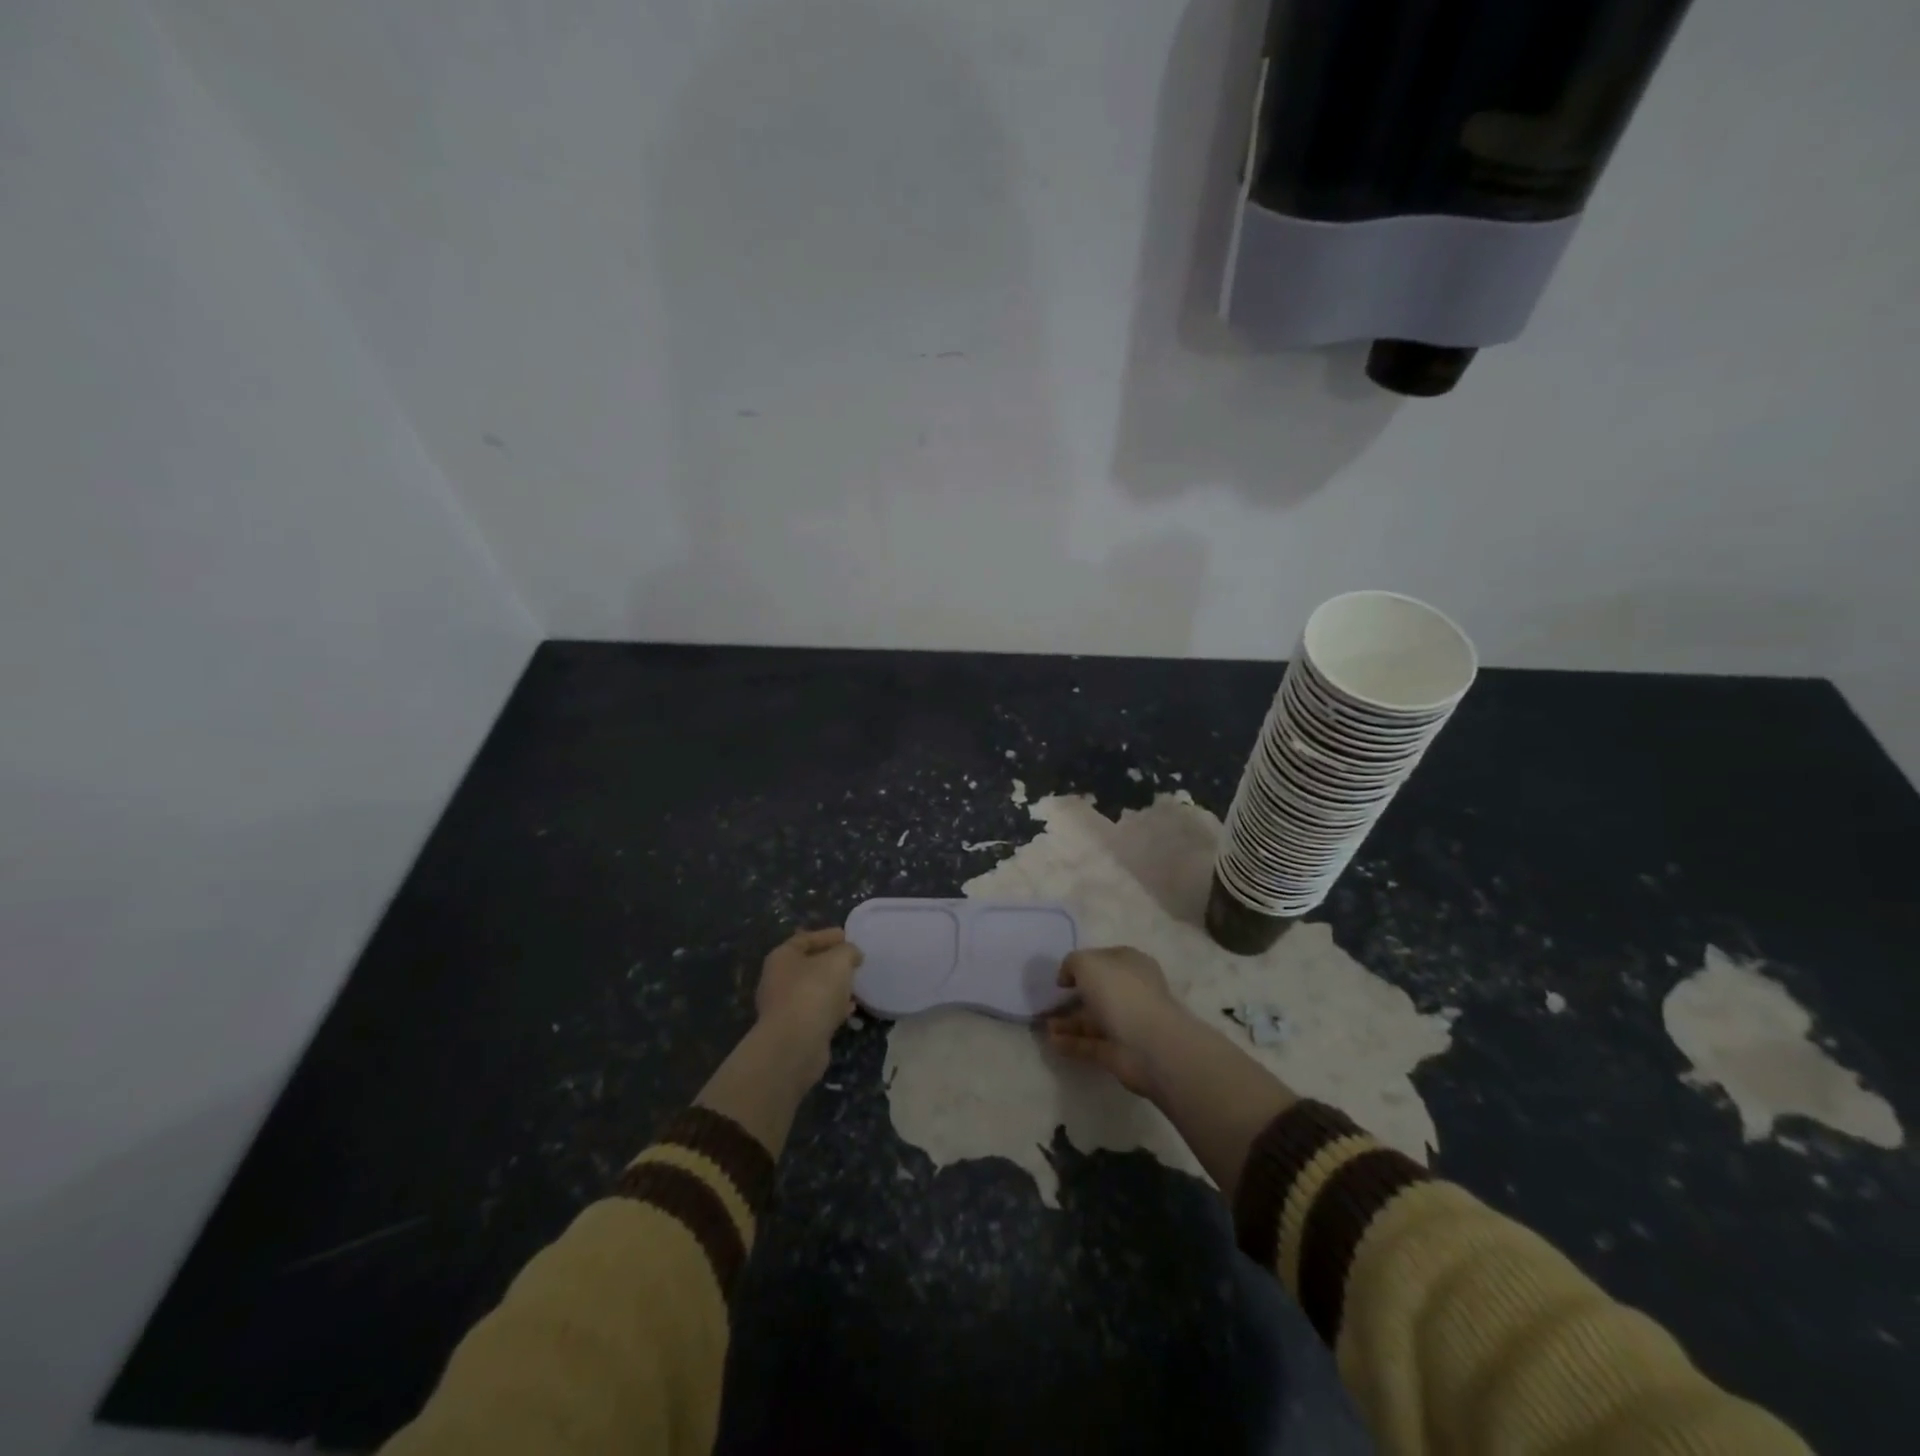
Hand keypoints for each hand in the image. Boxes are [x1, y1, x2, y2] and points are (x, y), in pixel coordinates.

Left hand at [753, 927, 863, 1075]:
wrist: (796, 1044)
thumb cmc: (814, 991)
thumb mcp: (838, 960)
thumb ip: (848, 951)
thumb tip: (852, 955)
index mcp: (782, 957)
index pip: (805, 939)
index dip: (827, 935)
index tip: (848, 936)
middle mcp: (777, 980)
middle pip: (808, 965)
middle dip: (831, 963)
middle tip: (853, 961)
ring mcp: (784, 1007)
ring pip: (813, 990)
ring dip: (833, 987)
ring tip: (855, 985)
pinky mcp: (794, 1030)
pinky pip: (817, 1012)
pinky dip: (833, 1008)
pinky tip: (850, 1009)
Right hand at [1045, 946, 1186, 1098]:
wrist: (1148, 1045)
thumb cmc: (1119, 992)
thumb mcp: (1087, 963)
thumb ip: (1072, 963)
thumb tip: (1067, 978)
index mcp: (1130, 964)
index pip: (1104, 959)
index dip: (1082, 964)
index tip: (1061, 976)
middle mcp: (1131, 991)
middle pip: (1098, 991)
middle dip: (1073, 997)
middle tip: (1049, 1002)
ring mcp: (1127, 1023)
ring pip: (1092, 1019)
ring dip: (1068, 1022)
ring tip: (1045, 1026)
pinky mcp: (1119, 1052)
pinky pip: (1090, 1044)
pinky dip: (1071, 1043)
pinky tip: (1052, 1042)